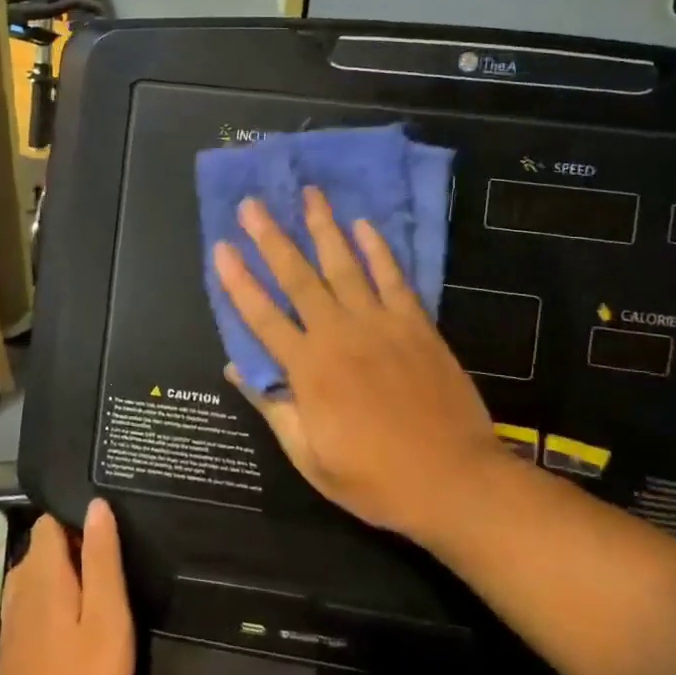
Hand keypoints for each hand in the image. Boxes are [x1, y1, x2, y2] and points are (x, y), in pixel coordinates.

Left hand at [0, 503, 133, 674]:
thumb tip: (96, 504)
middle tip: (117, 562)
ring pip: (38, 577)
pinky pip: (34, 605)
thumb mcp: (107, 619)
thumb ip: (102, 558)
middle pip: (44, 547)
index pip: (50, 521)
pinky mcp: (13, 651)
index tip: (110, 529)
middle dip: (76, 546)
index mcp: (41, 574)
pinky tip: (79, 624)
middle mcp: (18, 589)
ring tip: (103, 590)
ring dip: (67, 576)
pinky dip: (55, 602)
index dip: (78, 518)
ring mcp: (11, 622)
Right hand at [215, 188, 505, 541]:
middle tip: (252, 204)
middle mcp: (340, 335)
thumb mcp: (310, 457)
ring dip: (323, 228)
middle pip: (299, 278)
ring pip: (345, 266)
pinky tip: (364, 225)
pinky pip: (393, 278)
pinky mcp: (416, 325)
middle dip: (272, 238)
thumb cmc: (375, 478)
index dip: (238, 281)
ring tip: (308, 194)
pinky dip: (378, 250)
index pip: (262, 316)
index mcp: (309, 370)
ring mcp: (381, 325)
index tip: (221, 248)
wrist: (454, 481)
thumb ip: (273, 408)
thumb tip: (236, 368)